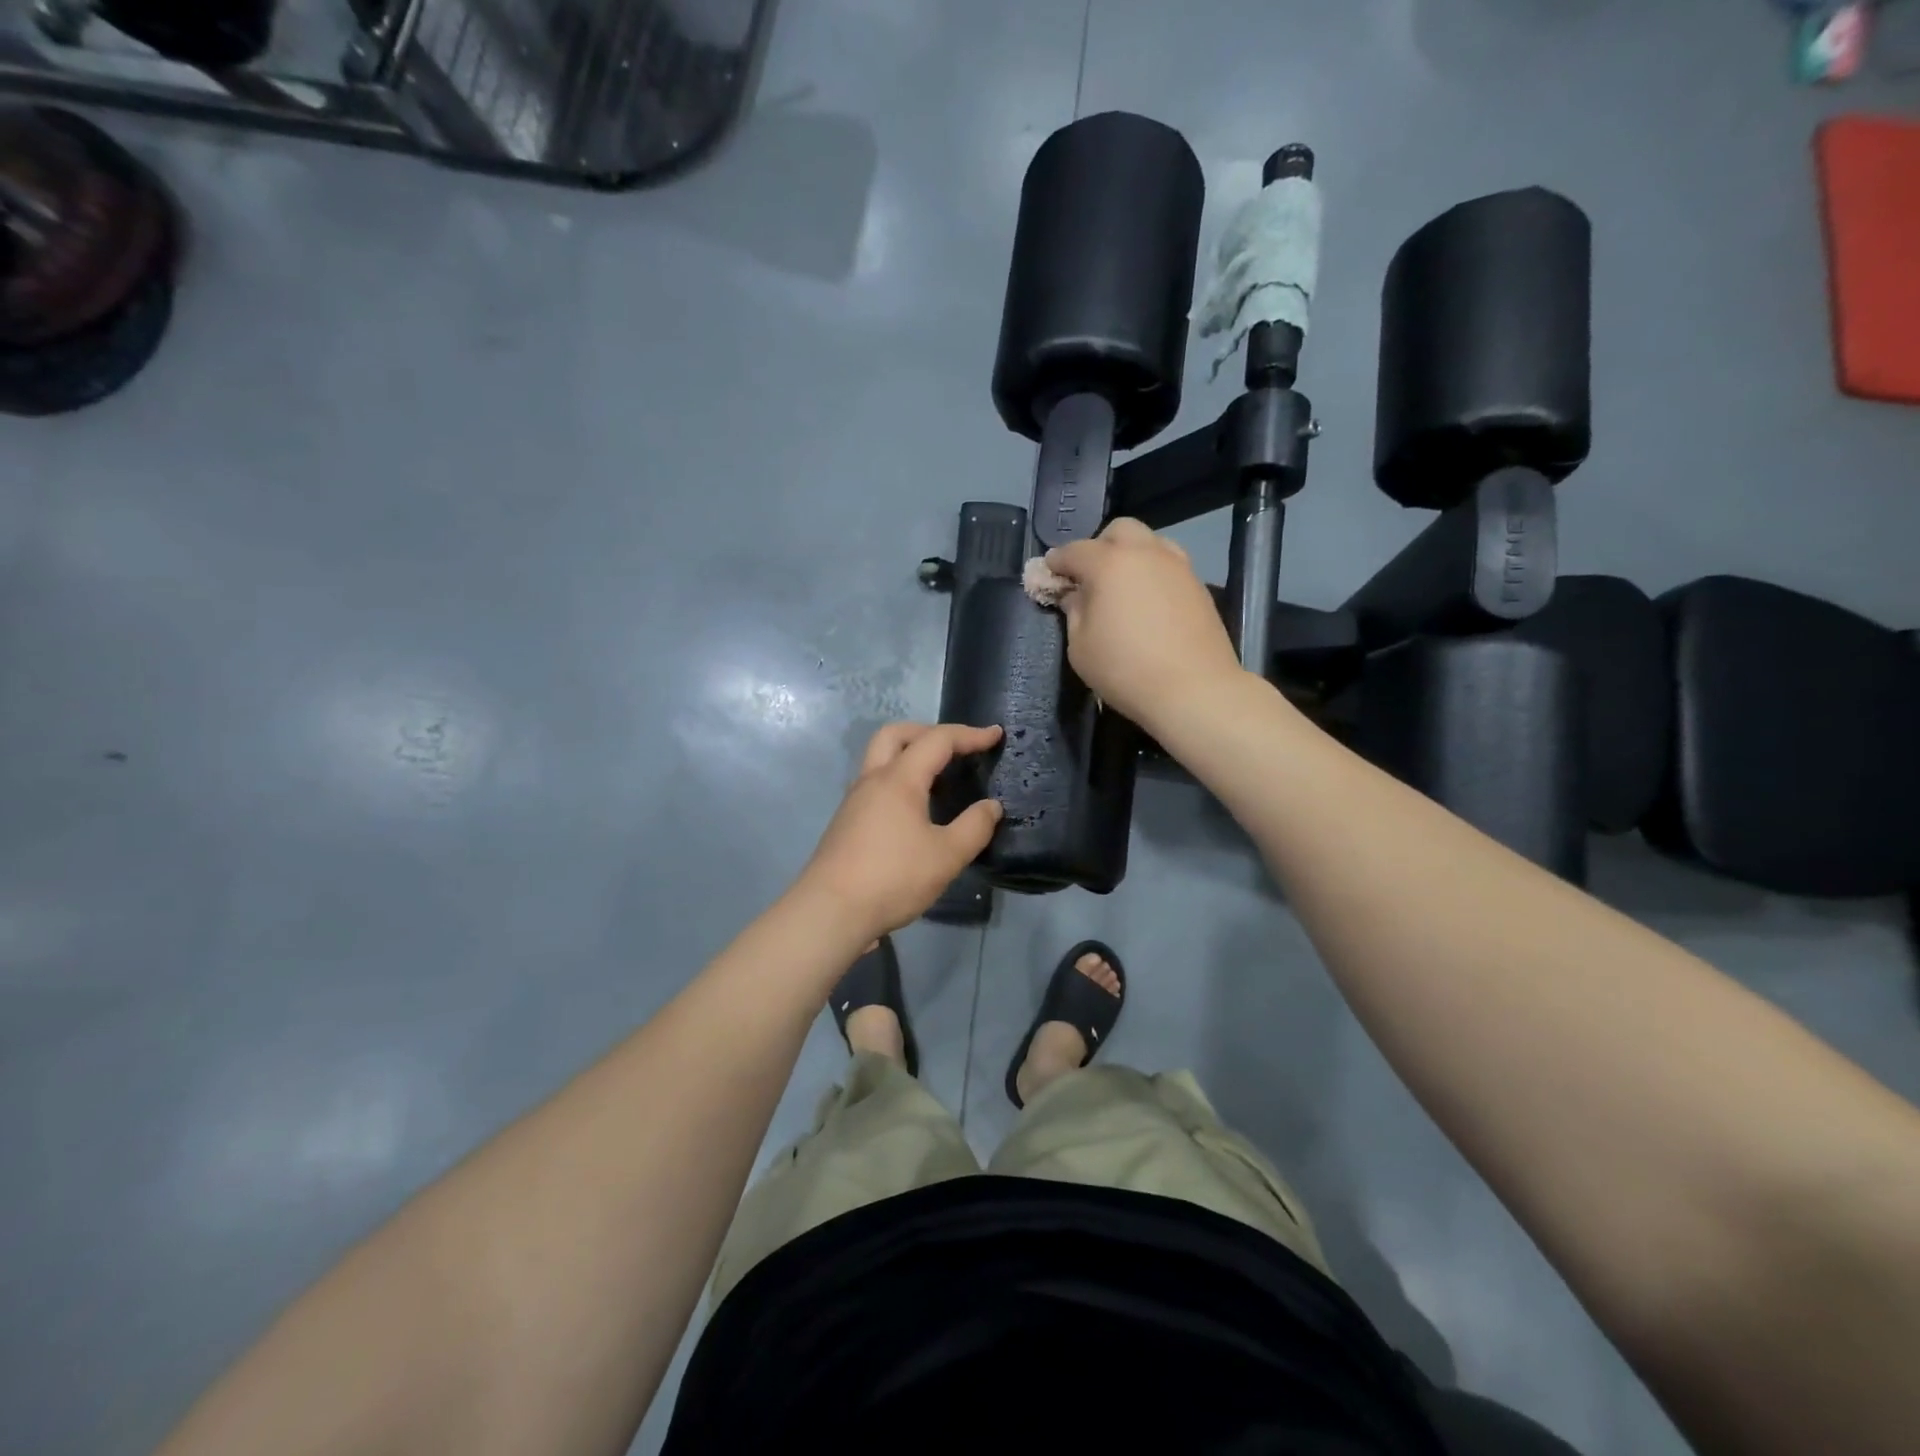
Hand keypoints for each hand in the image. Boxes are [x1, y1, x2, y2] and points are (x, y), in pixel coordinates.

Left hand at [800, 722, 1004, 938]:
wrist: (830, 911)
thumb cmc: (893, 878)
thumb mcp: (946, 856)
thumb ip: (974, 827)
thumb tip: (991, 806)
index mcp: (899, 779)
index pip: (937, 740)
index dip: (969, 735)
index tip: (995, 736)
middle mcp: (872, 780)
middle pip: (896, 735)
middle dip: (928, 732)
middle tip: (955, 747)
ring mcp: (854, 800)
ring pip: (880, 758)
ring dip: (910, 755)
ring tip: (939, 778)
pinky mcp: (847, 822)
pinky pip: (875, 784)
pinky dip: (899, 780)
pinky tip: (914, 809)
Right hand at [1044, 518, 1246, 727]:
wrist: (1194, 690)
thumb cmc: (1125, 670)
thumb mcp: (1081, 647)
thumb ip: (1074, 612)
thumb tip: (1075, 595)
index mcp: (1109, 564)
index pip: (1074, 551)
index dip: (1057, 561)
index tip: (1049, 573)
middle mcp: (1145, 553)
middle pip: (1119, 531)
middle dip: (1099, 546)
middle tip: (1089, 577)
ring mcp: (1178, 566)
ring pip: (1150, 542)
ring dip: (1131, 556)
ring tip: (1123, 587)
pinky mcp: (1199, 585)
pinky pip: (1170, 566)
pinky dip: (1153, 574)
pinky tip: (1148, 603)